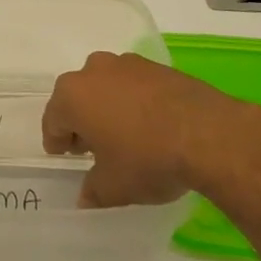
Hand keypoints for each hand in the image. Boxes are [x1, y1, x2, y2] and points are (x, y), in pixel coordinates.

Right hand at [43, 51, 244, 207]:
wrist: (207, 134)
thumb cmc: (147, 159)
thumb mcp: (114, 187)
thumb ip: (93, 191)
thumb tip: (85, 196)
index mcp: (72, 96)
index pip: (53, 120)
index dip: (57, 141)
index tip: (66, 155)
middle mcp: (93, 71)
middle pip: (78, 98)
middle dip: (82, 121)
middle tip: (93, 148)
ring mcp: (127, 63)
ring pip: (106, 87)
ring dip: (108, 107)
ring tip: (125, 135)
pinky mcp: (157, 66)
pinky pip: (134, 85)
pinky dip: (135, 101)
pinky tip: (150, 125)